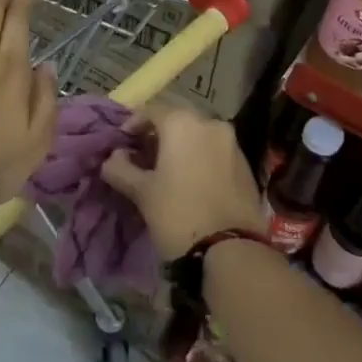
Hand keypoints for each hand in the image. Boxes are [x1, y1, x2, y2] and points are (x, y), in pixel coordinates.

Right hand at [101, 105, 265, 260]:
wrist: (231, 251)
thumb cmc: (178, 214)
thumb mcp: (141, 192)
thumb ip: (121, 168)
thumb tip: (114, 157)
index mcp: (182, 123)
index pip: (151, 111)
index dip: (133, 123)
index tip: (122, 142)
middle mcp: (210, 124)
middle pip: (178, 121)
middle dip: (159, 135)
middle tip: (143, 156)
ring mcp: (233, 144)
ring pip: (199, 136)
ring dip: (182, 146)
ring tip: (167, 171)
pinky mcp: (247, 165)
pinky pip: (217, 152)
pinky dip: (201, 158)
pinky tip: (192, 181)